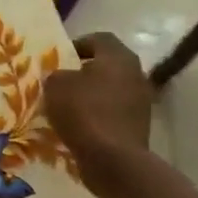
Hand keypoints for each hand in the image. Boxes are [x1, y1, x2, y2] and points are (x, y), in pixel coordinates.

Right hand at [45, 33, 153, 176]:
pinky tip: (80, 126)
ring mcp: (141, 101)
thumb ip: (57, 75)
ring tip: (68, 107)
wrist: (113, 159)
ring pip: (111, 90)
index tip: (60, 58)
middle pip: (108, 65)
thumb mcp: (56, 85)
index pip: (100, 39)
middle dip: (84, 72)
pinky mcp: (138, 125)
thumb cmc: (84, 112)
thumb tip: (63, 78)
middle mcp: (136, 74)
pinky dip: (98, 115)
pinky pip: (114, 113)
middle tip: (62, 82)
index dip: (78, 44)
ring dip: (91, 95)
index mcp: (119, 57)